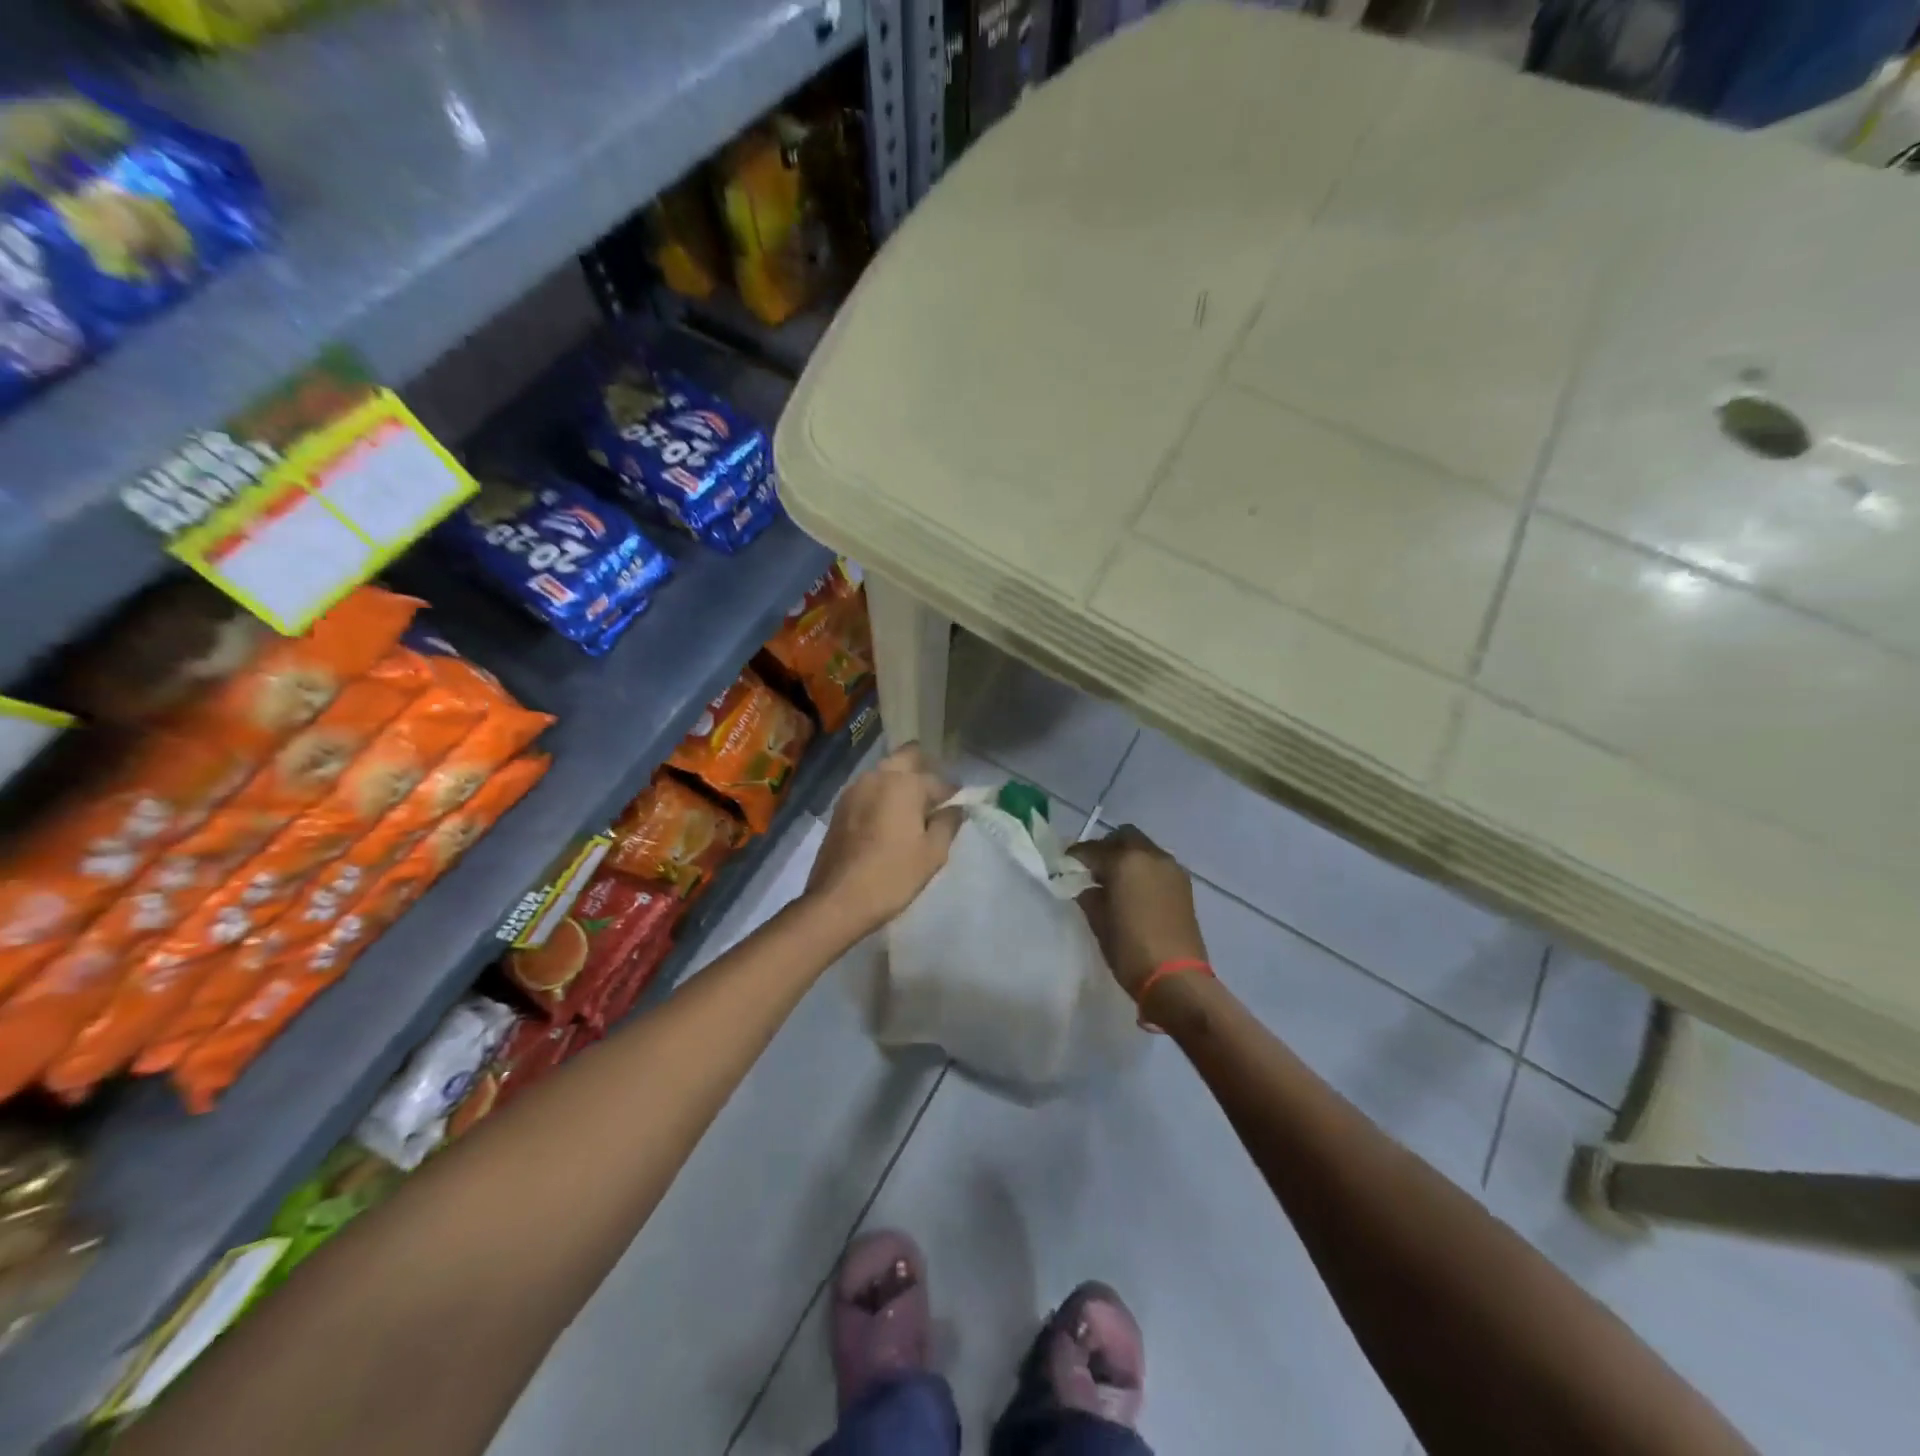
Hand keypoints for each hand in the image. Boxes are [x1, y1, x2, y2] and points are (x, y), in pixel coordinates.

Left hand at [805, 744, 961, 938]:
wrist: (837, 901)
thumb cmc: (892, 876)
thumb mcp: (933, 853)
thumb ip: (948, 823)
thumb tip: (955, 808)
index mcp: (903, 783)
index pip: (938, 781)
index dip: (953, 794)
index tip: (959, 808)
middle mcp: (877, 777)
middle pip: (906, 758)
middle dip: (924, 771)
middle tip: (935, 798)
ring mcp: (854, 790)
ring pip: (885, 773)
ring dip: (901, 783)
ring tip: (913, 811)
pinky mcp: (840, 807)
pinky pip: (869, 790)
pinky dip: (883, 797)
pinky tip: (889, 821)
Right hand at [1070, 825, 1207, 997]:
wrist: (1176, 978)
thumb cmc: (1130, 949)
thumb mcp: (1099, 922)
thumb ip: (1089, 896)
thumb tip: (1087, 887)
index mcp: (1125, 861)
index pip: (1092, 849)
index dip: (1076, 856)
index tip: (1065, 865)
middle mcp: (1150, 856)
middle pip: (1123, 837)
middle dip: (1105, 848)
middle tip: (1092, 869)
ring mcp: (1171, 868)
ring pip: (1143, 848)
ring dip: (1127, 857)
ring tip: (1114, 881)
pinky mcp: (1184, 884)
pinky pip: (1157, 864)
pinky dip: (1143, 869)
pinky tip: (1135, 891)